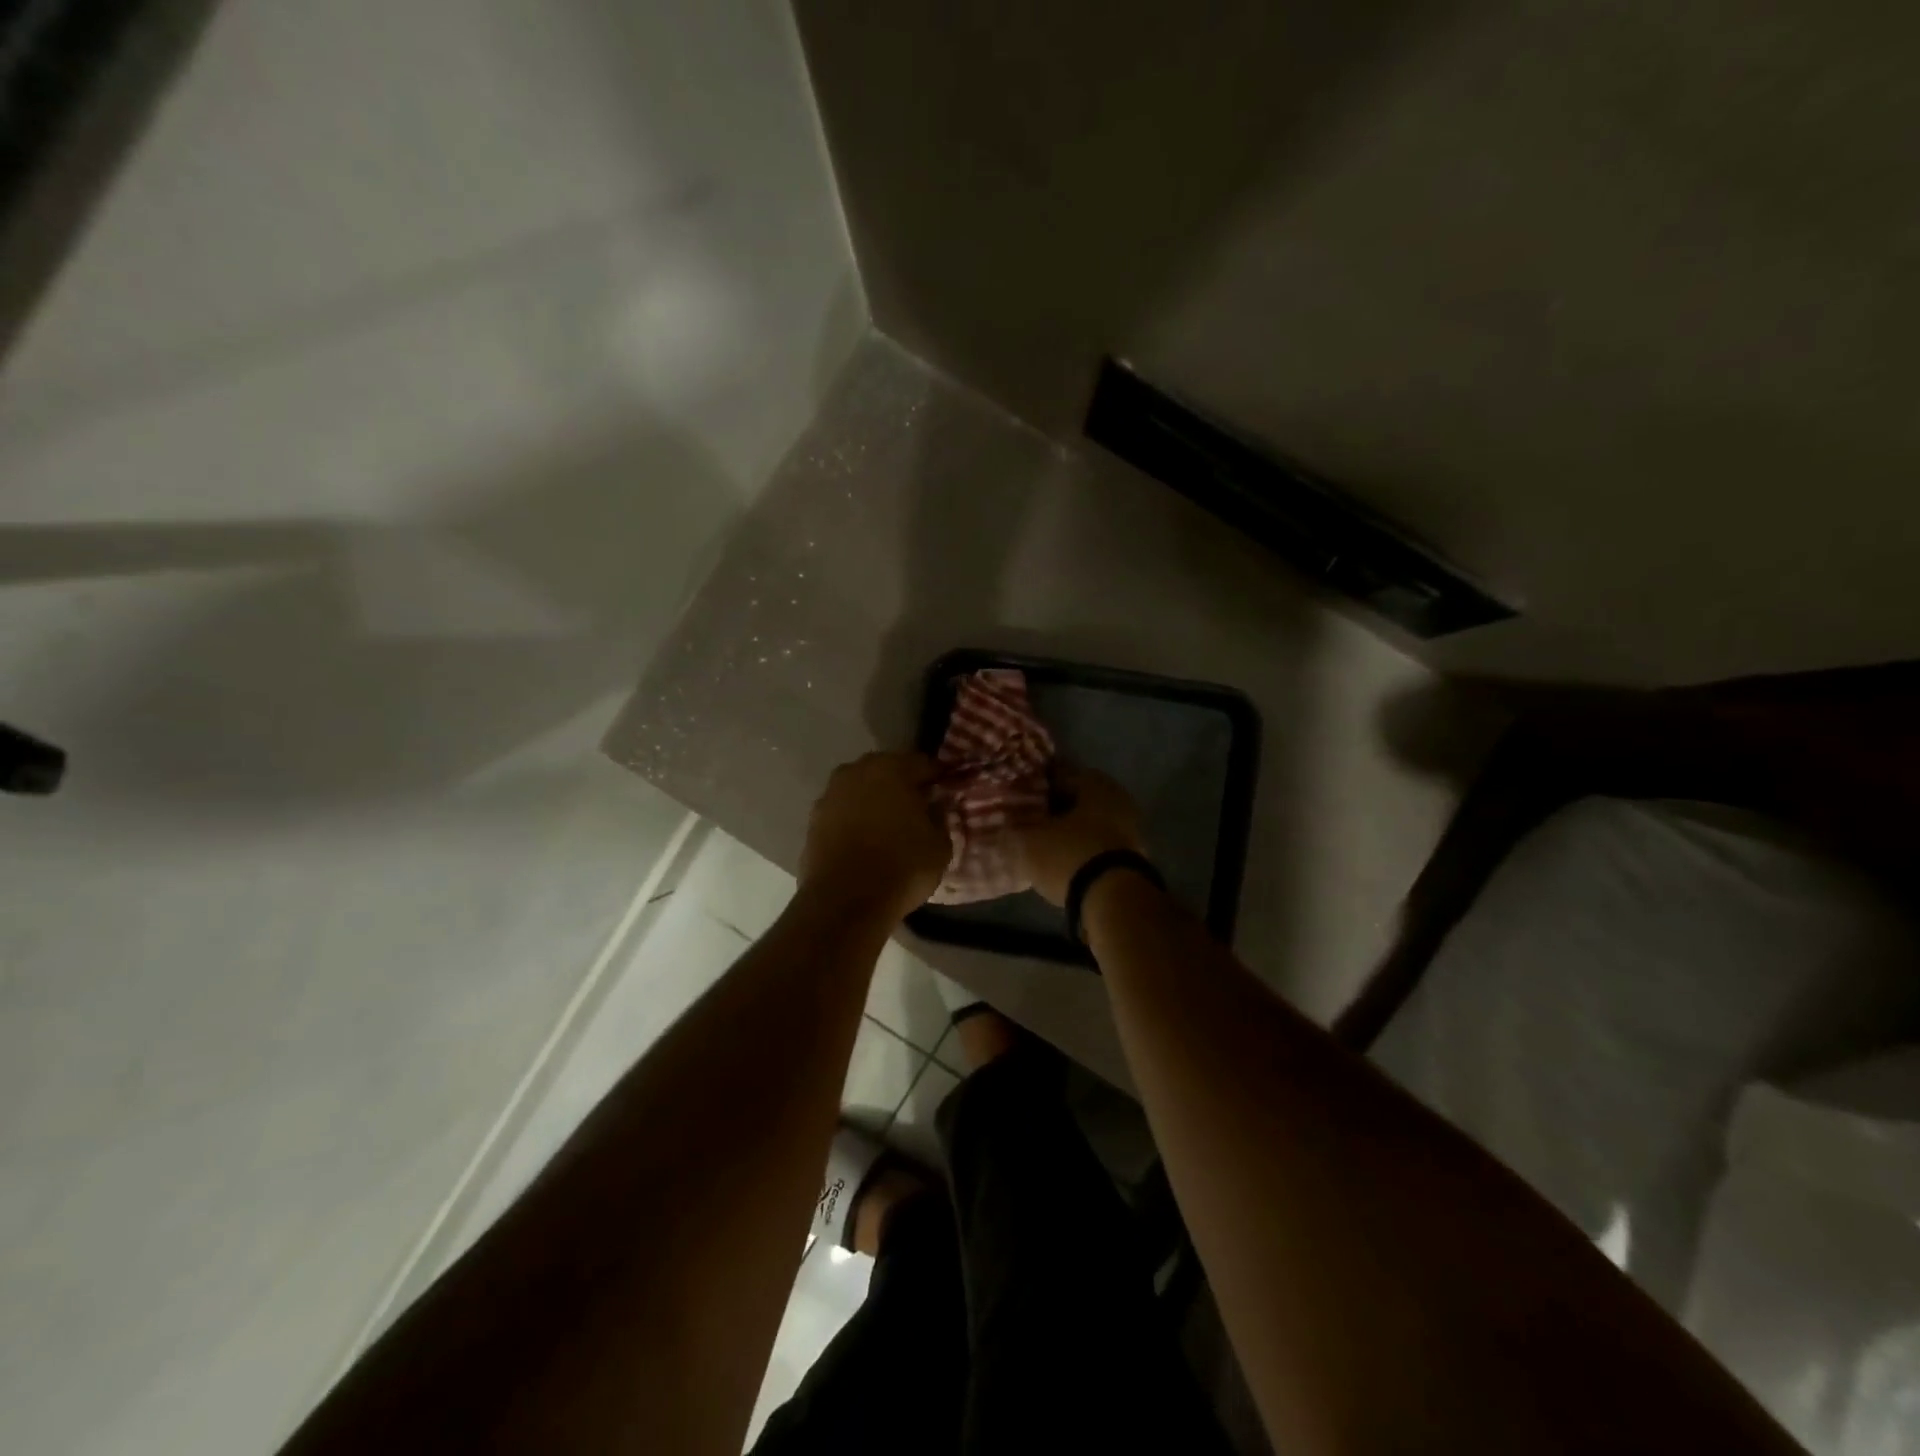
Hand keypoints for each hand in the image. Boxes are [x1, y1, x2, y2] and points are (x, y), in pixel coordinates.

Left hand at [800, 752, 951, 920]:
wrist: (844, 902)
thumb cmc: (901, 867)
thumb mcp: (940, 845)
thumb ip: (939, 817)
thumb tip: (933, 806)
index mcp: (891, 768)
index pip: (922, 763)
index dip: (937, 777)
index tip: (946, 789)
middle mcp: (857, 772)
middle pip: (887, 771)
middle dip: (902, 785)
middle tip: (918, 806)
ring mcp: (830, 795)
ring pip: (861, 790)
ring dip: (875, 801)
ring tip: (890, 825)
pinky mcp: (813, 820)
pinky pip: (843, 812)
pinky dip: (855, 820)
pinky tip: (866, 840)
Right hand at [1018, 765, 1144, 905]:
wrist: (1114, 898)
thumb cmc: (1069, 855)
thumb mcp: (1029, 840)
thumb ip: (1015, 827)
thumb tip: (1005, 820)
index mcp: (1093, 782)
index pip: (1059, 774)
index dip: (1037, 786)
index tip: (1020, 796)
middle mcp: (1116, 797)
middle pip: (1078, 799)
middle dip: (1056, 809)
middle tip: (1031, 820)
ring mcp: (1130, 828)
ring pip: (1091, 822)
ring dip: (1071, 831)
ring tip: (1045, 844)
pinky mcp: (1134, 857)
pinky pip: (1100, 845)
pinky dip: (1084, 850)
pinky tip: (1066, 861)